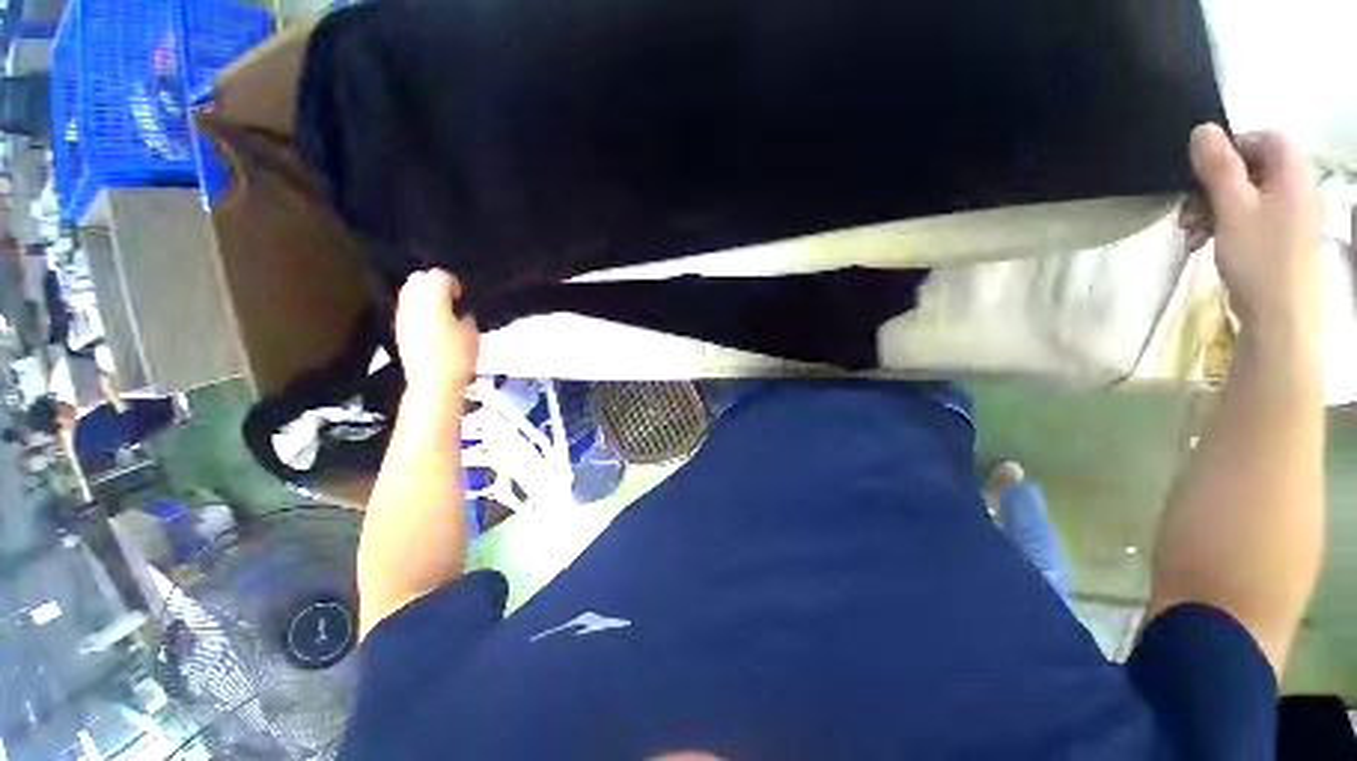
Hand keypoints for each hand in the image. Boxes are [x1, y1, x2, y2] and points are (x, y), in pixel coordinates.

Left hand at [395, 269, 479, 395]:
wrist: (433, 384)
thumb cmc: (457, 359)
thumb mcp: (473, 334)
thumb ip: (466, 316)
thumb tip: (462, 313)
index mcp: (434, 300)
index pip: (439, 275)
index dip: (453, 282)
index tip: (462, 294)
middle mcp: (413, 304)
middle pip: (419, 278)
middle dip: (434, 283)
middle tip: (451, 298)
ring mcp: (403, 316)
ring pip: (409, 292)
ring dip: (424, 295)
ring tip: (442, 310)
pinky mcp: (399, 329)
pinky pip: (406, 309)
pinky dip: (418, 309)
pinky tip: (432, 324)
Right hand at [1186, 125, 1322, 335]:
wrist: (1280, 319)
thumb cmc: (1260, 259)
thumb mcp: (1233, 209)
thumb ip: (1219, 167)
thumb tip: (1202, 130)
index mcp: (1292, 176)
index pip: (1265, 139)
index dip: (1232, 146)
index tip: (1201, 171)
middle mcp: (1295, 190)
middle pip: (1252, 168)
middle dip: (1213, 184)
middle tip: (1187, 209)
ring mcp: (1289, 217)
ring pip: (1246, 195)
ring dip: (1212, 207)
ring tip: (1190, 232)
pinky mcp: (1278, 239)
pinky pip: (1249, 217)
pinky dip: (1223, 224)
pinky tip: (1204, 242)